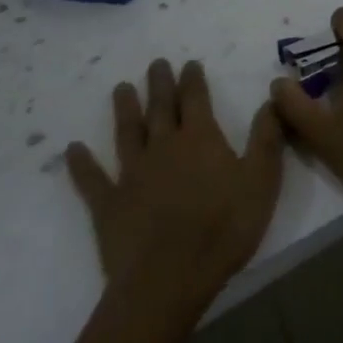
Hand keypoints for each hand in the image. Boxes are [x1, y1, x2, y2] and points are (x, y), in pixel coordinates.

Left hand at [66, 59, 283, 326]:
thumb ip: (266, 138)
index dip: (193, 79)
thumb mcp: (261, 182)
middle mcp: (164, 146)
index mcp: (200, 139)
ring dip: (125, 108)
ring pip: (128, 132)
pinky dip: (81, 164)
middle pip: (161, 107)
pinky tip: (72, 150)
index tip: (189, 63)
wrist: (168, 279)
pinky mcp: (109, 204)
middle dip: (160, 83)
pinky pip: (92, 179)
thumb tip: (271, 99)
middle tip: (156, 63)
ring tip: (121, 88)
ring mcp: (132, 173)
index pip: (196, 98)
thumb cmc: (222, 229)